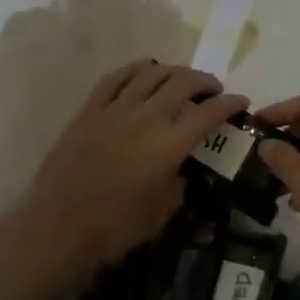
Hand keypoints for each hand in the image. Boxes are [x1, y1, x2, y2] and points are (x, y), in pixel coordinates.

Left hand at [20, 61, 247, 276]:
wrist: (58, 229)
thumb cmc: (116, 228)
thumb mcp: (164, 211)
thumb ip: (180, 182)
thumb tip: (183, 167)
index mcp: (169, 144)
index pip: (209, 112)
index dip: (230, 104)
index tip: (241, 102)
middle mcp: (146, 117)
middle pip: (183, 82)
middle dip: (205, 81)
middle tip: (212, 90)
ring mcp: (114, 110)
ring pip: (151, 73)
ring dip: (173, 71)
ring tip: (181, 78)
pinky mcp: (89, 111)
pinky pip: (115, 79)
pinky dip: (135, 70)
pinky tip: (144, 72)